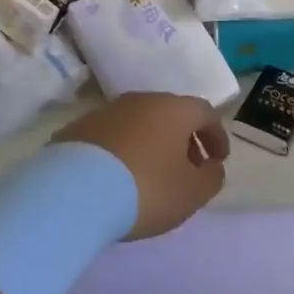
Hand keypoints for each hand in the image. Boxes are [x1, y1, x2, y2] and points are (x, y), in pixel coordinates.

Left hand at [54, 94, 229, 239]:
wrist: (74, 193)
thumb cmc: (146, 188)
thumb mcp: (191, 193)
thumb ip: (211, 177)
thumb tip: (211, 166)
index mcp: (173, 109)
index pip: (205, 113)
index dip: (216, 135)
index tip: (218, 160)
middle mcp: (140, 100)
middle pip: (170, 114)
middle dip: (183, 140)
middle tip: (187, 168)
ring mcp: (105, 111)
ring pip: (139, 123)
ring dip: (151, 144)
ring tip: (151, 175)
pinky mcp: (78, 128)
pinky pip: (111, 136)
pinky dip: (123, 150)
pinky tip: (118, 177)